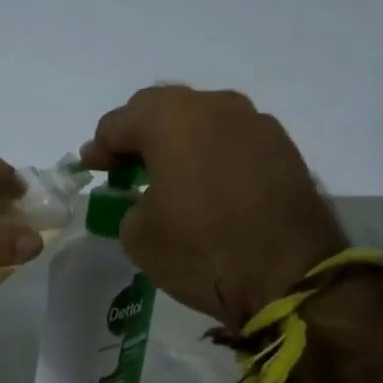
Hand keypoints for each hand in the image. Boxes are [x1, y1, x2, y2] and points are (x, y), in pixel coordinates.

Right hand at [81, 86, 346, 327]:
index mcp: (170, 120)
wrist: (289, 276)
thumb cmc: (201, 251)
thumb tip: (144, 199)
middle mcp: (214, 106)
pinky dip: (212, 152)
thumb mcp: (138, 235)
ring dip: (178, 139)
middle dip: (138, 134)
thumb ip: (128, 204)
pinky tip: (208, 183)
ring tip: (169, 173)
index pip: (118, 123)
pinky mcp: (283, 147)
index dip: (99, 148)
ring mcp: (255, 123)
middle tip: (125, 166)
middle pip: (161, 107)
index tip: (93, 169)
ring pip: (202, 117)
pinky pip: (233, 138)